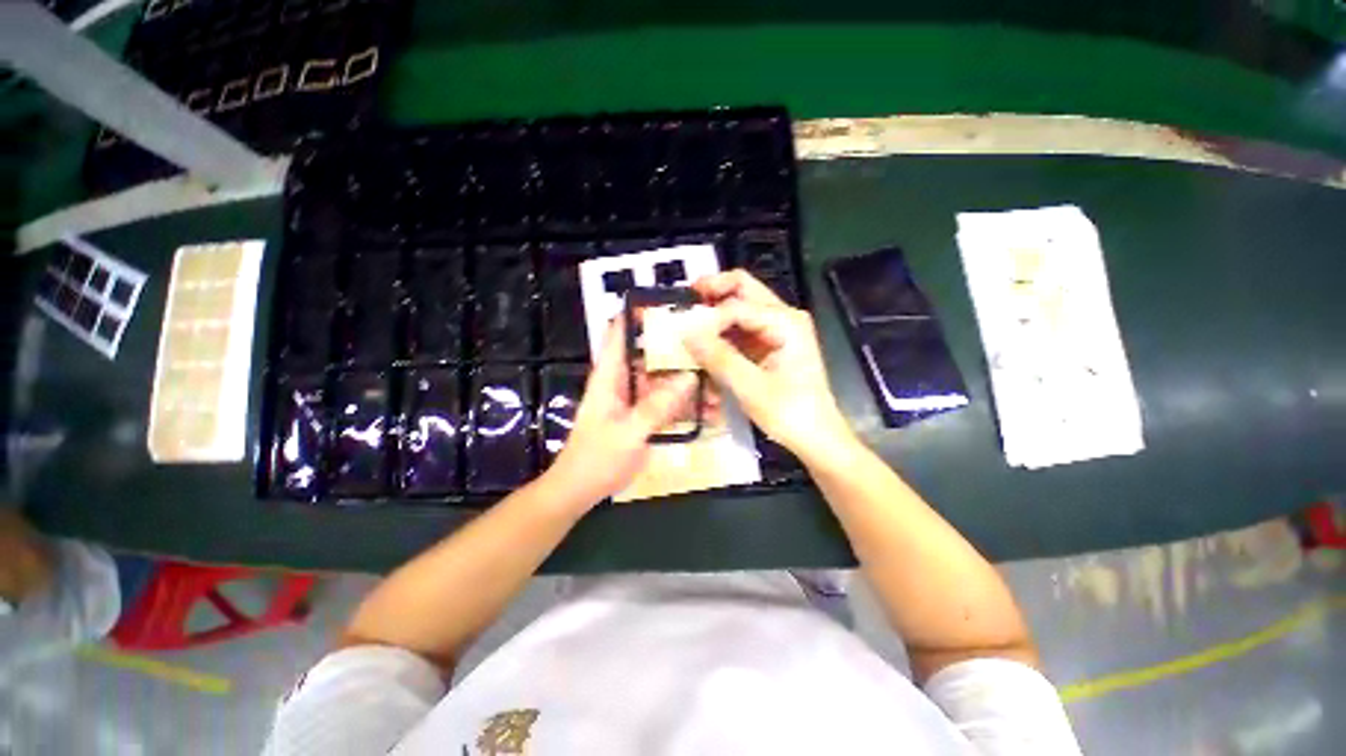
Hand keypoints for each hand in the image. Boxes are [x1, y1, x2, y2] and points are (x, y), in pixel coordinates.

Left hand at [546, 319, 697, 507]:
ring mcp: (635, 400)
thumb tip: (689, 377)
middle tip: (710, 345)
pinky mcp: (643, 417)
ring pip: (664, 381)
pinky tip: (708, 410)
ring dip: (688, 382)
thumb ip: (658, 406)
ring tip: (716, 383)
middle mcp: (623, 381)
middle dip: (678, 350)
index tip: (670, 306)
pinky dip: (685, 406)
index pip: (620, 333)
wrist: (580, 490)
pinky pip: (667, 404)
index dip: (639, 315)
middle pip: (651, 355)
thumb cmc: (596, 458)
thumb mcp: (629, 432)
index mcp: (610, 375)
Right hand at [685, 270, 853, 462]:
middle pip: (743, 289)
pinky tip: (707, 347)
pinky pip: (742, 329)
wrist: (818, 438)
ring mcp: (778, 330)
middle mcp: (783, 317)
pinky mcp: (771, 345)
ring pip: (740, 307)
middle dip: (712, 292)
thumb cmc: (791, 414)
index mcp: (785, 322)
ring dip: (716, 314)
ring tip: (691, 326)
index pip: (735, 306)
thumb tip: (685, 332)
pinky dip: (723, 335)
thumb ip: (718, 357)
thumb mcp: (751, 387)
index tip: (683, 337)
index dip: (707, 319)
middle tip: (684, 301)